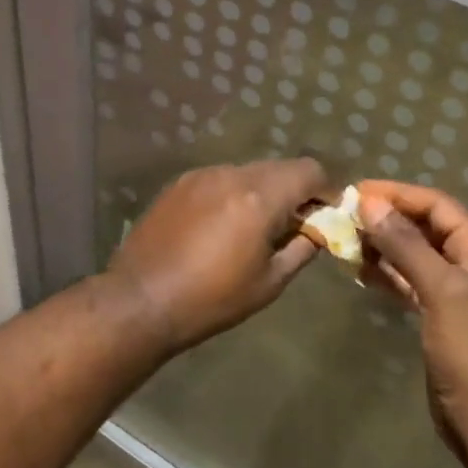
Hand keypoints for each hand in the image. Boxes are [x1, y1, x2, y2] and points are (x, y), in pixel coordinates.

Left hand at [109, 158, 330, 353]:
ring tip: (257, 228)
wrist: (140, 299)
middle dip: (296, 191)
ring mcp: (202, 175)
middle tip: (296, 225)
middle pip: (280, 168)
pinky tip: (223, 225)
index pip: (309, 170)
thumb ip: (301, 249)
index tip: (326, 216)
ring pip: (249, 171)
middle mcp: (232, 174)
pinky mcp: (180, 183)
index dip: (326, 190)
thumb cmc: (211, 299)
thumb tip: (318, 231)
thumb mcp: (269, 282)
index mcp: (259, 197)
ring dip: (264, 191)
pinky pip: (221, 178)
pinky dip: (234, 193)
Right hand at [355, 180, 467, 446]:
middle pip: (424, 226)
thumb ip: (405, 244)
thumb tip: (369, 204)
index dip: (397, 194)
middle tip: (345, 214)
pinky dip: (386, 272)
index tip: (357, 191)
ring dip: (382, 245)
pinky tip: (358, 270)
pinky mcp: (439, 313)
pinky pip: (409, 280)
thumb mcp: (441, 290)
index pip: (437, 204)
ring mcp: (455, 289)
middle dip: (387, 218)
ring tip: (346, 239)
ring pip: (413, 253)